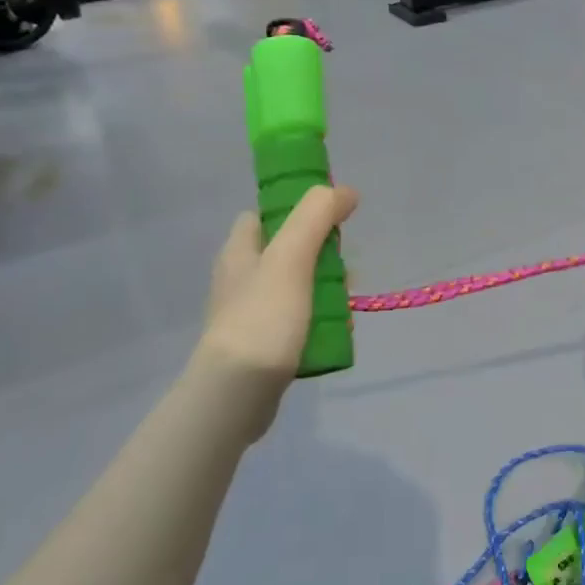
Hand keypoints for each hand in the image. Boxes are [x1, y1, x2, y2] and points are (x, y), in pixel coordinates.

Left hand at [193, 186, 358, 430]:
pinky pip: (298, 320)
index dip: (295, 211)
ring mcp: (250, 313)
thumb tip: (345, 190)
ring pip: (297, 286)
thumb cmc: (263, 317)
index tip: (329, 221)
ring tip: (346, 302)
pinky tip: (336, 330)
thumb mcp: (291, 257)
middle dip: (321, 255)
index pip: (263, 215)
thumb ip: (316, 217)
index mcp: (239, 251)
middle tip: (344, 268)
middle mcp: (240, 278)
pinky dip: (319, 319)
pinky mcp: (262, 344)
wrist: (238, 393)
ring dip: (325, 289)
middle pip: (288, 251)